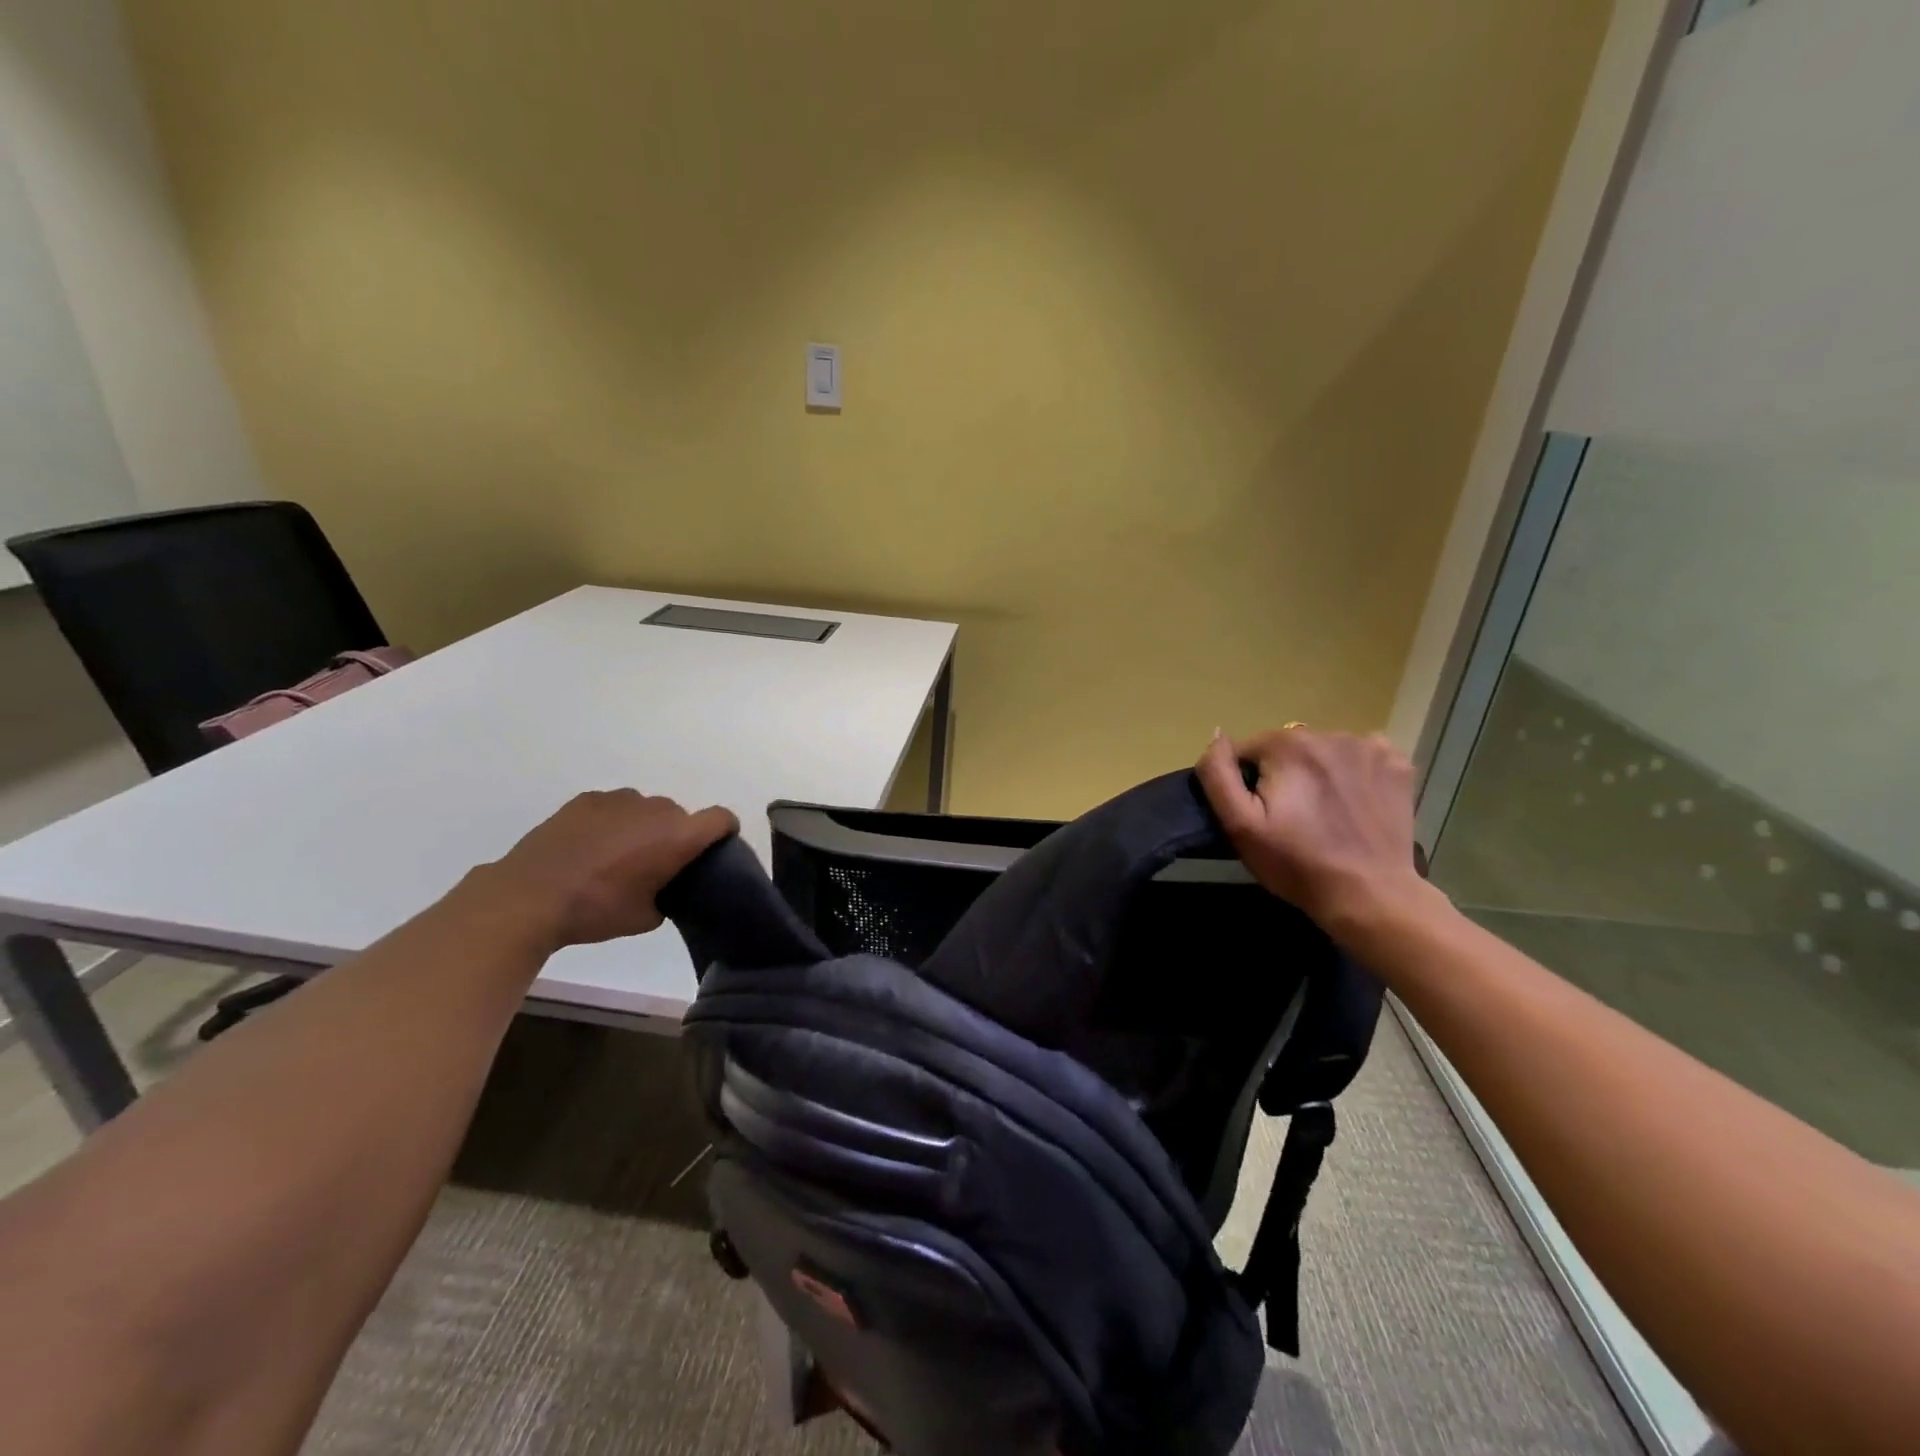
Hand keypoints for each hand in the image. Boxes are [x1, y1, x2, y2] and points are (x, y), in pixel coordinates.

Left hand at [479, 790, 738, 950]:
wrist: (529, 896)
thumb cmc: (597, 910)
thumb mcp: (647, 917)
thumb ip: (668, 894)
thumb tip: (663, 886)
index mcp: (678, 836)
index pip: (721, 818)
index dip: (724, 832)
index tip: (714, 850)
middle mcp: (656, 809)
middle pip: (681, 816)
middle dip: (675, 836)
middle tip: (655, 865)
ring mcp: (620, 800)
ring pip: (646, 809)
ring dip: (643, 827)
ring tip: (618, 855)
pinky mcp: (587, 800)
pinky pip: (614, 807)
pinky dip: (612, 822)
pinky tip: (590, 847)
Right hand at [1195, 727, 1434, 938]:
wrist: (1370, 896)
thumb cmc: (1296, 863)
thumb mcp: (1240, 824)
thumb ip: (1218, 774)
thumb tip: (1216, 736)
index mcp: (1288, 744)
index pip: (1247, 750)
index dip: (1246, 782)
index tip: (1261, 815)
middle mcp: (1329, 734)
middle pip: (1286, 747)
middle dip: (1282, 774)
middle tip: (1291, 818)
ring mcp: (1369, 747)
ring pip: (1322, 750)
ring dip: (1316, 771)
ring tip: (1323, 812)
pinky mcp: (1397, 765)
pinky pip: (1360, 755)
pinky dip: (1352, 772)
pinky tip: (1353, 802)